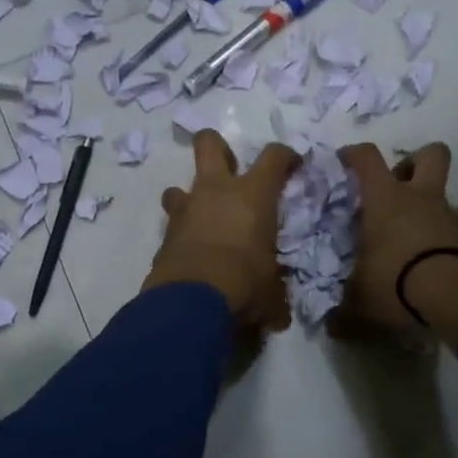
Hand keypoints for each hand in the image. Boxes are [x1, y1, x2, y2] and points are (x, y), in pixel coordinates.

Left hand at [144, 131, 302, 330]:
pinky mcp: (164, 236)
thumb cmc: (244, 284)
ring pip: (178, 186)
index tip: (292, 164)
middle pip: (208, 144)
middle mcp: (215, 191)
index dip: (286, 156)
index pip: (274, 157)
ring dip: (188, 197)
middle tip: (227, 164)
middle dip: (216, 146)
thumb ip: (274, 290)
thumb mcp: (272, 290)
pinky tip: (189, 254)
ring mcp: (185, 210)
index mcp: (253, 195)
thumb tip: (278, 313)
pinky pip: (172, 226)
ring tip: (200, 217)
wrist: (190, 301)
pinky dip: (180, 235)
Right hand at [334, 143, 457, 345]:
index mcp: (386, 199)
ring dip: (433, 207)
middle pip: (430, 155)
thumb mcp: (359, 299)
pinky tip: (433, 261)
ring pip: (448, 196)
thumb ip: (343, 311)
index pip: (367, 158)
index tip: (344, 161)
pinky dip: (445, 239)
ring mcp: (450, 217)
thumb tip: (330, 328)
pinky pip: (457, 230)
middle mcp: (421, 198)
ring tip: (415, 233)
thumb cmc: (396, 281)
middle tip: (398, 186)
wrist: (455, 298)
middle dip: (414, 163)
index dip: (354, 154)